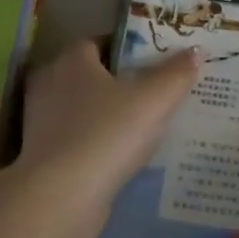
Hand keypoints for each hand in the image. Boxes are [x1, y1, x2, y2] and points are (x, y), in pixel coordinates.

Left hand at [20, 40, 200, 207]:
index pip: (97, 42)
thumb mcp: (154, 100)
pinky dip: (95, 143)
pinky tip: (119, 155)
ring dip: (104, 115)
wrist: (62, 195)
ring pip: (80, 109)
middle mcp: (50, 85)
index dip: (125, 49)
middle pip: (88, 75)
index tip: (152, 61)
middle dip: (116, 82)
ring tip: (141, 126)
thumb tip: (197, 50)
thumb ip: (176, 73)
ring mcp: (41, 122)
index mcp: (72, 61)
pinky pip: (76, 139)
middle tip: (152, 93)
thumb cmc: (108, 134)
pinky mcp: (43, 155)